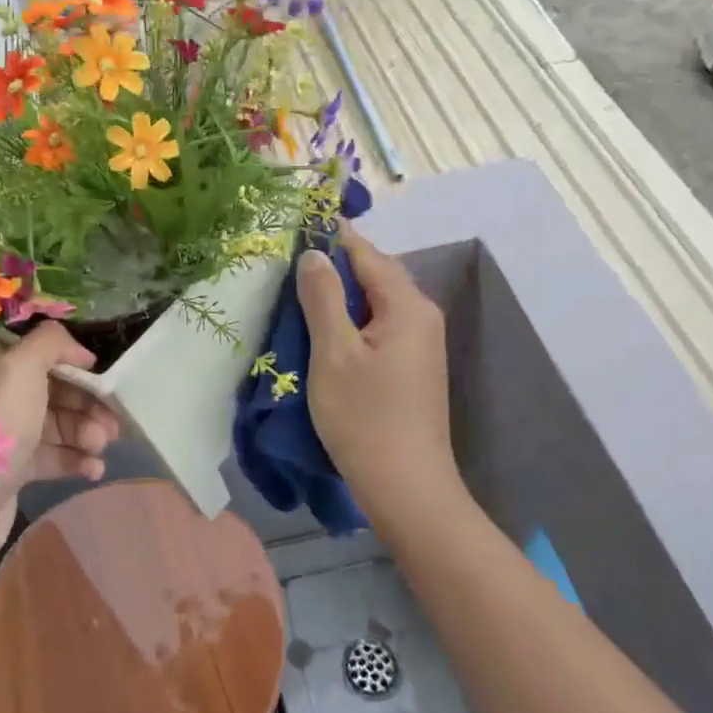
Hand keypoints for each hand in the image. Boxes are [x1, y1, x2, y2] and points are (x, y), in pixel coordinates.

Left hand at [0, 323, 120, 579]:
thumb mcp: (20, 368)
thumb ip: (52, 343)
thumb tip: (80, 350)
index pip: (39, 350)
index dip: (74, 361)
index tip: (105, 378)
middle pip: (52, 387)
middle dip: (86, 403)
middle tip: (112, 423)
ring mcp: (0, 433)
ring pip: (54, 423)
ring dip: (83, 432)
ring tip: (101, 448)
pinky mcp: (8, 469)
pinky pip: (49, 455)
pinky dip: (73, 459)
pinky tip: (93, 470)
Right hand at [296, 228, 457, 529]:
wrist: (407, 487)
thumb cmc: (364, 417)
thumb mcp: (333, 352)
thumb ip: (322, 297)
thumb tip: (314, 254)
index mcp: (407, 305)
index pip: (366, 254)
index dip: (332, 237)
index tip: (297, 225)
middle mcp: (422, 315)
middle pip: (375, 275)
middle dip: (335, 267)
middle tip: (290, 264)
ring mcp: (421, 343)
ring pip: (376, 302)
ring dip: (341, 295)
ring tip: (299, 295)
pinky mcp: (413, 366)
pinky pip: (380, 326)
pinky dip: (352, 320)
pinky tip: (324, 331)